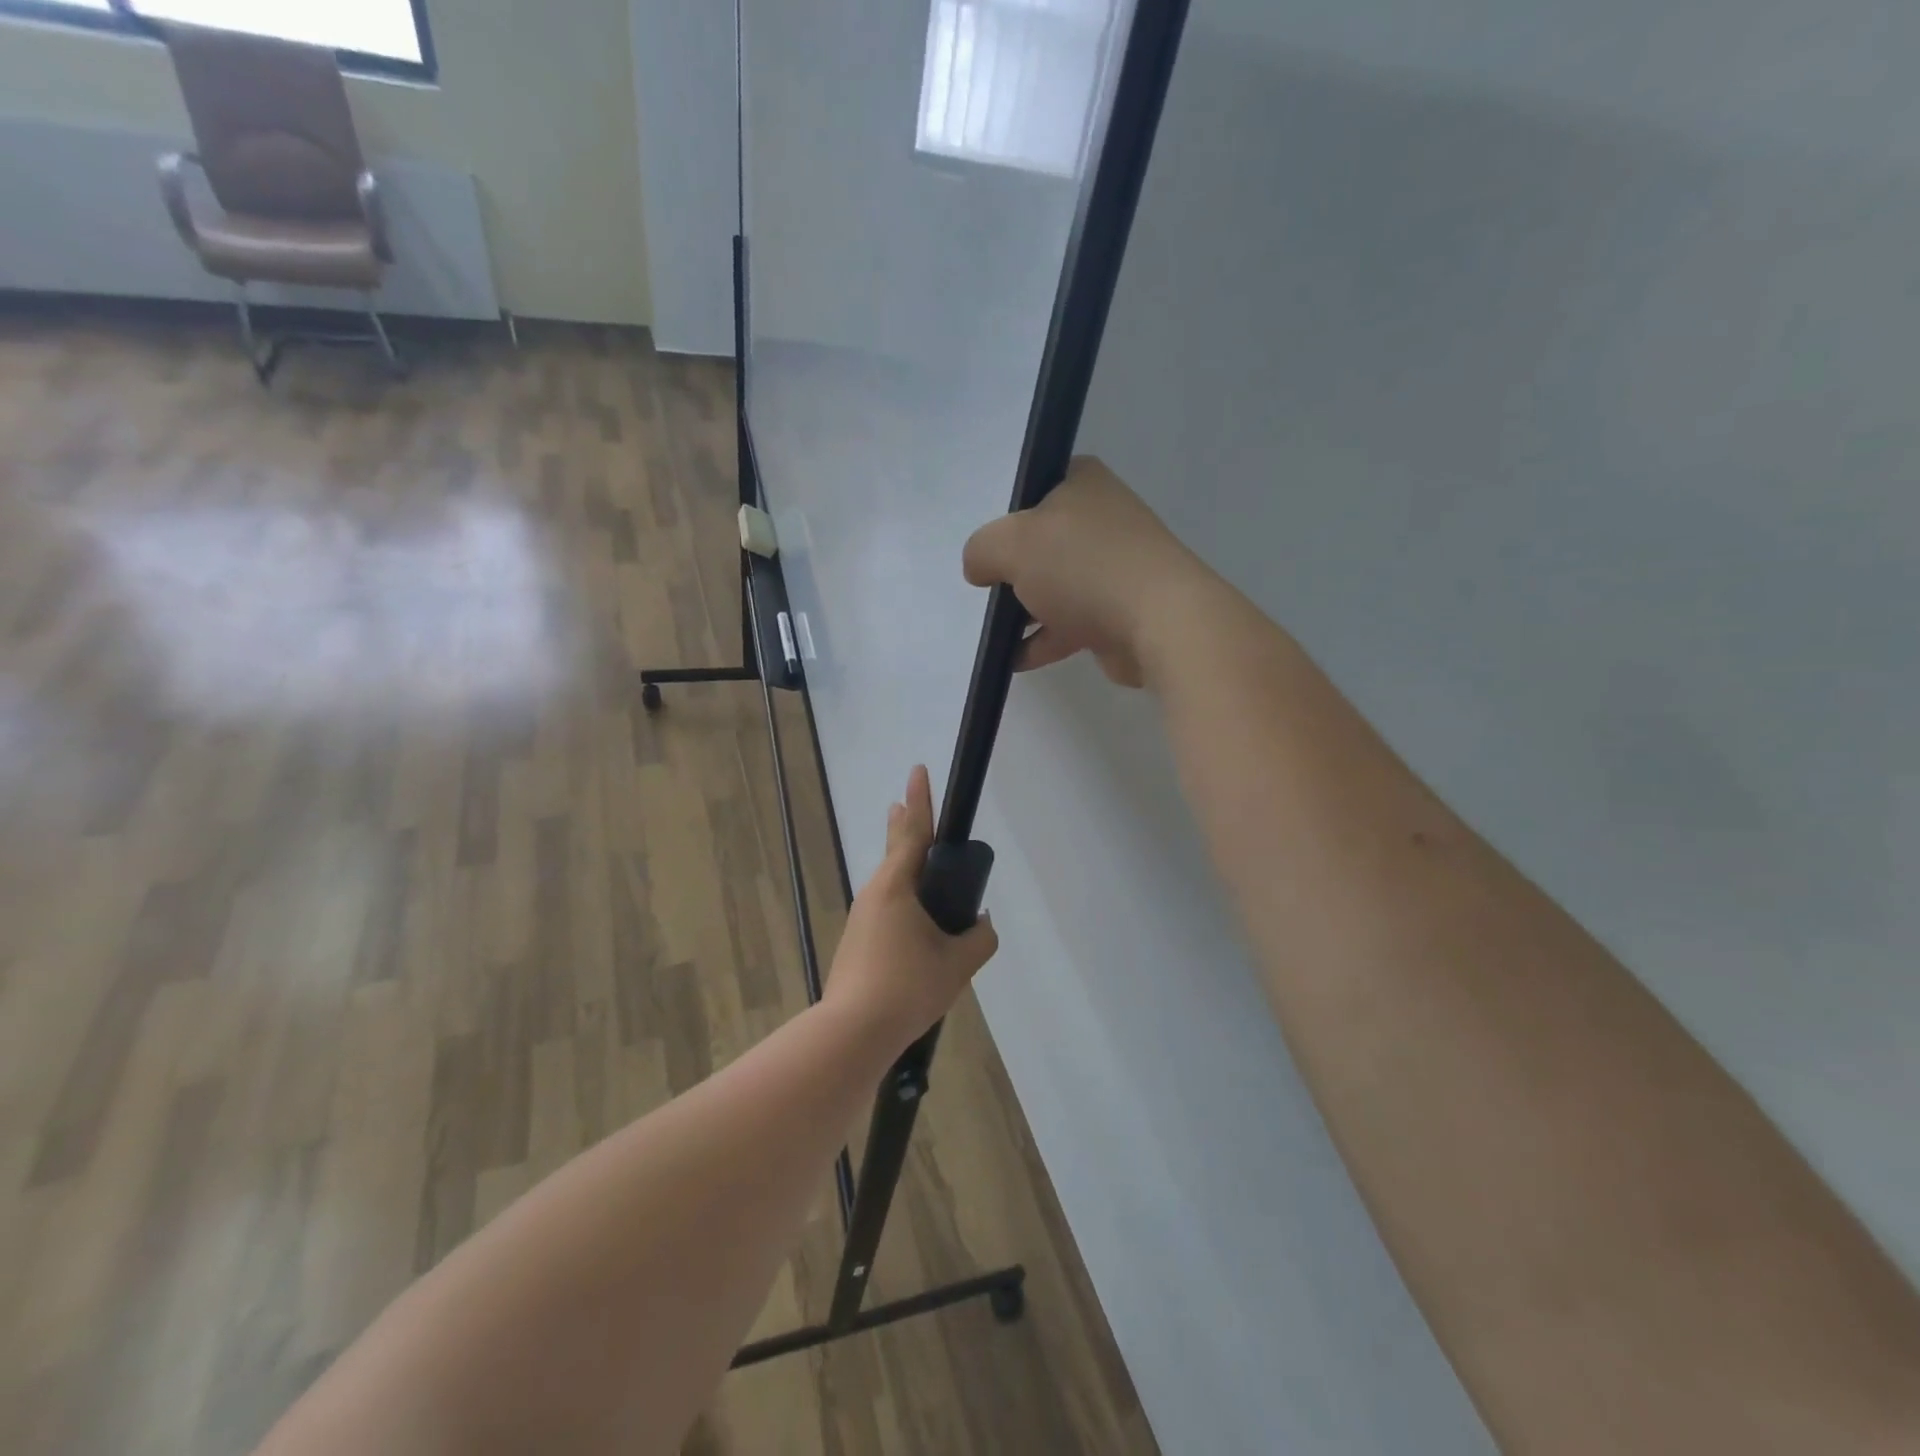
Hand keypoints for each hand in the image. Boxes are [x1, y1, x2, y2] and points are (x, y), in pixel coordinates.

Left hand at [824, 765, 999, 1049]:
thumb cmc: (908, 987)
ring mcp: (861, 918)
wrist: (853, 1031)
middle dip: (903, 826)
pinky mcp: (857, 941)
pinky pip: (885, 909)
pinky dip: (903, 901)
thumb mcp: (958, 964)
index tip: (918, 771)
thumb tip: (980, 924)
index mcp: (897, 887)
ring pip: (889, 883)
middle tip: (903, 805)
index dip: (920, 800)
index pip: (913, 833)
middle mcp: (874, 894)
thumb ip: (980, 938)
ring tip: (921, 865)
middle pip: (894, 851)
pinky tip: (915, 924)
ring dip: (905, 868)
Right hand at [962, 455, 1216, 687]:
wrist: (1158, 622)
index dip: (1007, 516)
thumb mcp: (1011, 544)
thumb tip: (980, 569)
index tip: (991, 546)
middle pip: (1043, 542)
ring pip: (1057, 585)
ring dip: (1026, 609)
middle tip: (990, 588)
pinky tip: (1013, 660)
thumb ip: (982, 550)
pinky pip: (1070, 623)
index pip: (1036, 487)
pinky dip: (1043, 640)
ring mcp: (1115, 567)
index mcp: (1084, 484)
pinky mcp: (1120, 612)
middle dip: (1015, 569)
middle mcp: (1103, 519)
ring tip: (996, 631)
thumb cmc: (1082, 567)